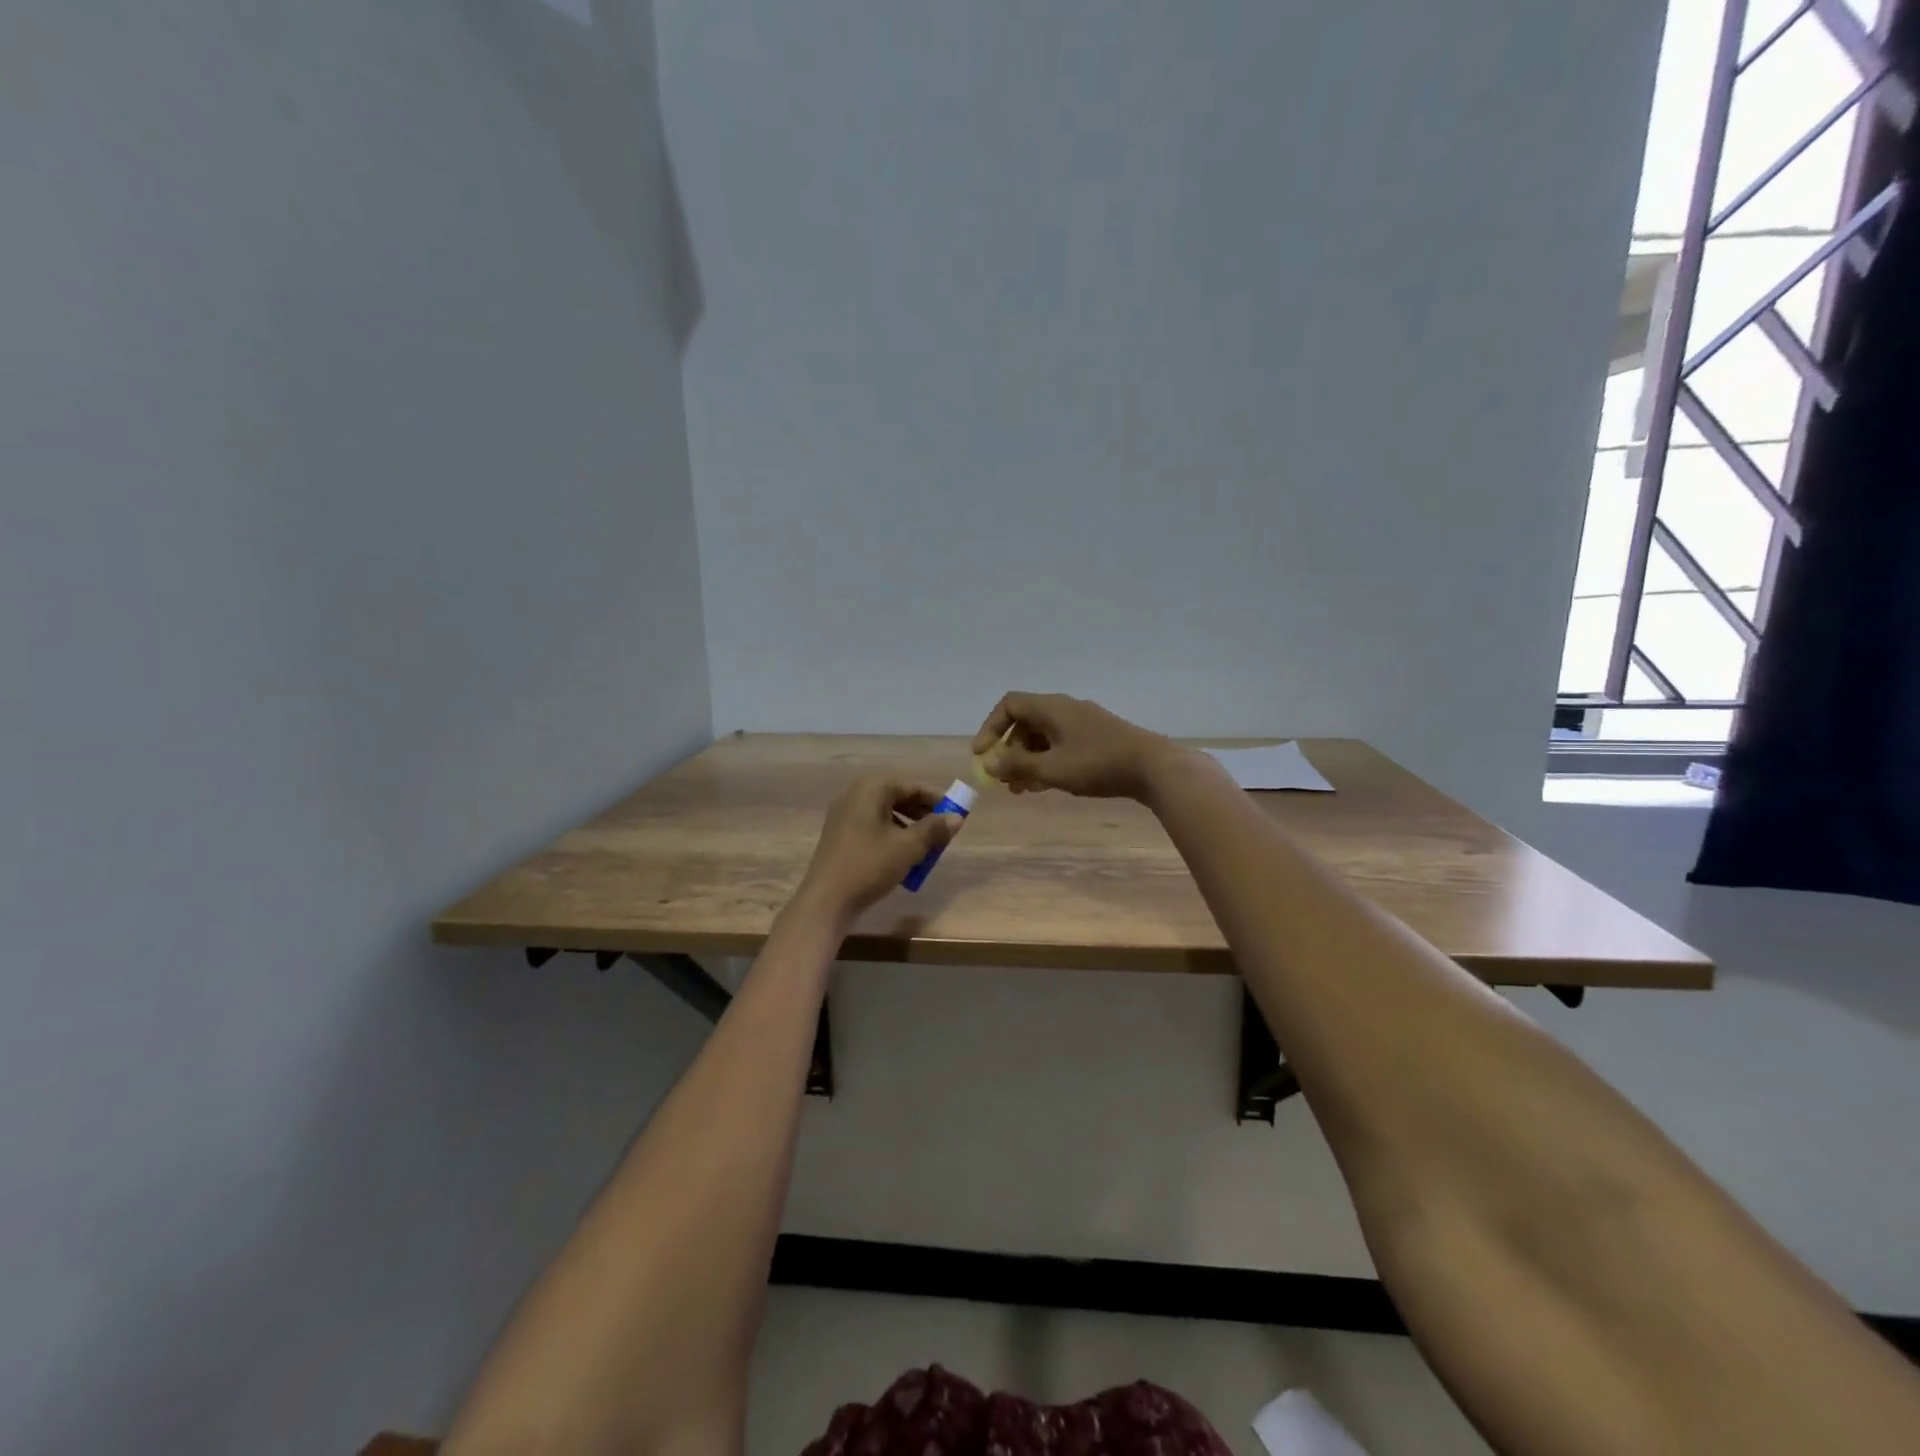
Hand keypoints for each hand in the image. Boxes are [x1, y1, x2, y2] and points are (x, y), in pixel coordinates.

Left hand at [795, 775, 962, 920]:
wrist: (827, 900)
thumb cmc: (870, 865)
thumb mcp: (909, 847)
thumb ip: (934, 829)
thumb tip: (957, 818)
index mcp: (871, 789)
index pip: (910, 786)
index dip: (935, 799)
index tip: (954, 814)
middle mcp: (854, 795)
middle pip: (896, 797)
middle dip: (921, 813)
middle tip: (941, 831)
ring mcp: (843, 816)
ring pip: (884, 814)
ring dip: (908, 827)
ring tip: (925, 847)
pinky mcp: (839, 836)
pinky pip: (872, 827)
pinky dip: (890, 836)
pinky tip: (901, 857)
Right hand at [969, 692, 1179, 799]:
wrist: (1153, 767)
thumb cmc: (1097, 764)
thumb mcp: (1052, 769)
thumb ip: (1017, 766)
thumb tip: (988, 763)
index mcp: (1051, 708)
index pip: (1009, 705)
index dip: (990, 727)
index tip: (981, 755)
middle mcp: (1065, 709)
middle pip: (1026, 722)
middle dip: (1010, 750)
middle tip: (1003, 778)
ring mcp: (1083, 722)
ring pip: (1044, 736)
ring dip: (1028, 760)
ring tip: (1022, 790)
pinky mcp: (1098, 738)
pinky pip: (1062, 744)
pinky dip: (1048, 761)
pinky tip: (1047, 785)